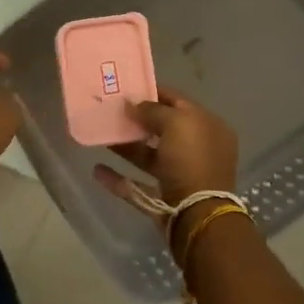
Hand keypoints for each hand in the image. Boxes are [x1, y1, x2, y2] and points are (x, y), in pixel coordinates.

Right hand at [93, 90, 239, 212]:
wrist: (197, 215)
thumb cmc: (191, 160)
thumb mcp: (176, 123)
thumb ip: (153, 110)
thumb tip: (132, 104)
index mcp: (207, 128)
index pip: (178, 102)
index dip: (153, 93)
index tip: (126, 88)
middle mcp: (196, 150)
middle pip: (163, 129)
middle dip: (137, 120)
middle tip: (110, 111)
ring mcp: (179, 175)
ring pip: (149, 156)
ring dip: (126, 146)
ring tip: (101, 135)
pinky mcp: (163, 197)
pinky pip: (136, 184)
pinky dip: (117, 178)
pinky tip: (97, 169)